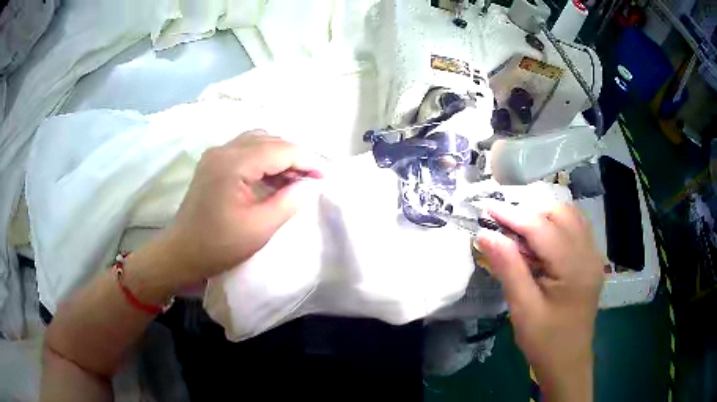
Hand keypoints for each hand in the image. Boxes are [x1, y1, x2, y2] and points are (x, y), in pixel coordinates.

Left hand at [153, 131, 324, 288]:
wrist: (182, 253)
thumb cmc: (220, 245)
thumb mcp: (260, 227)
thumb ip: (289, 201)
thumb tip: (310, 183)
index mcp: (233, 163)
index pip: (280, 149)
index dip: (307, 160)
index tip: (325, 176)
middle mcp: (223, 150)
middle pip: (269, 140)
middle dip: (295, 156)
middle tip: (312, 179)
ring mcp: (216, 154)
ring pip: (257, 141)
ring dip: (280, 155)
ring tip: (295, 178)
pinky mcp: (213, 163)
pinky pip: (245, 150)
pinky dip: (264, 159)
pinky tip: (273, 178)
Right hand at [475, 202, 603, 400]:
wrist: (568, 362)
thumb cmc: (544, 341)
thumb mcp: (523, 308)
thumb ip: (508, 268)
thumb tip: (486, 234)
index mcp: (574, 268)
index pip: (543, 228)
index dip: (514, 215)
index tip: (487, 208)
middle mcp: (589, 254)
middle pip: (561, 213)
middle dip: (530, 212)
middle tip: (504, 226)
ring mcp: (593, 256)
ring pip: (570, 216)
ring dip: (543, 216)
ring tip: (520, 231)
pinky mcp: (591, 261)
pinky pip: (575, 228)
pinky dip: (555, 225)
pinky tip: (540, 241)